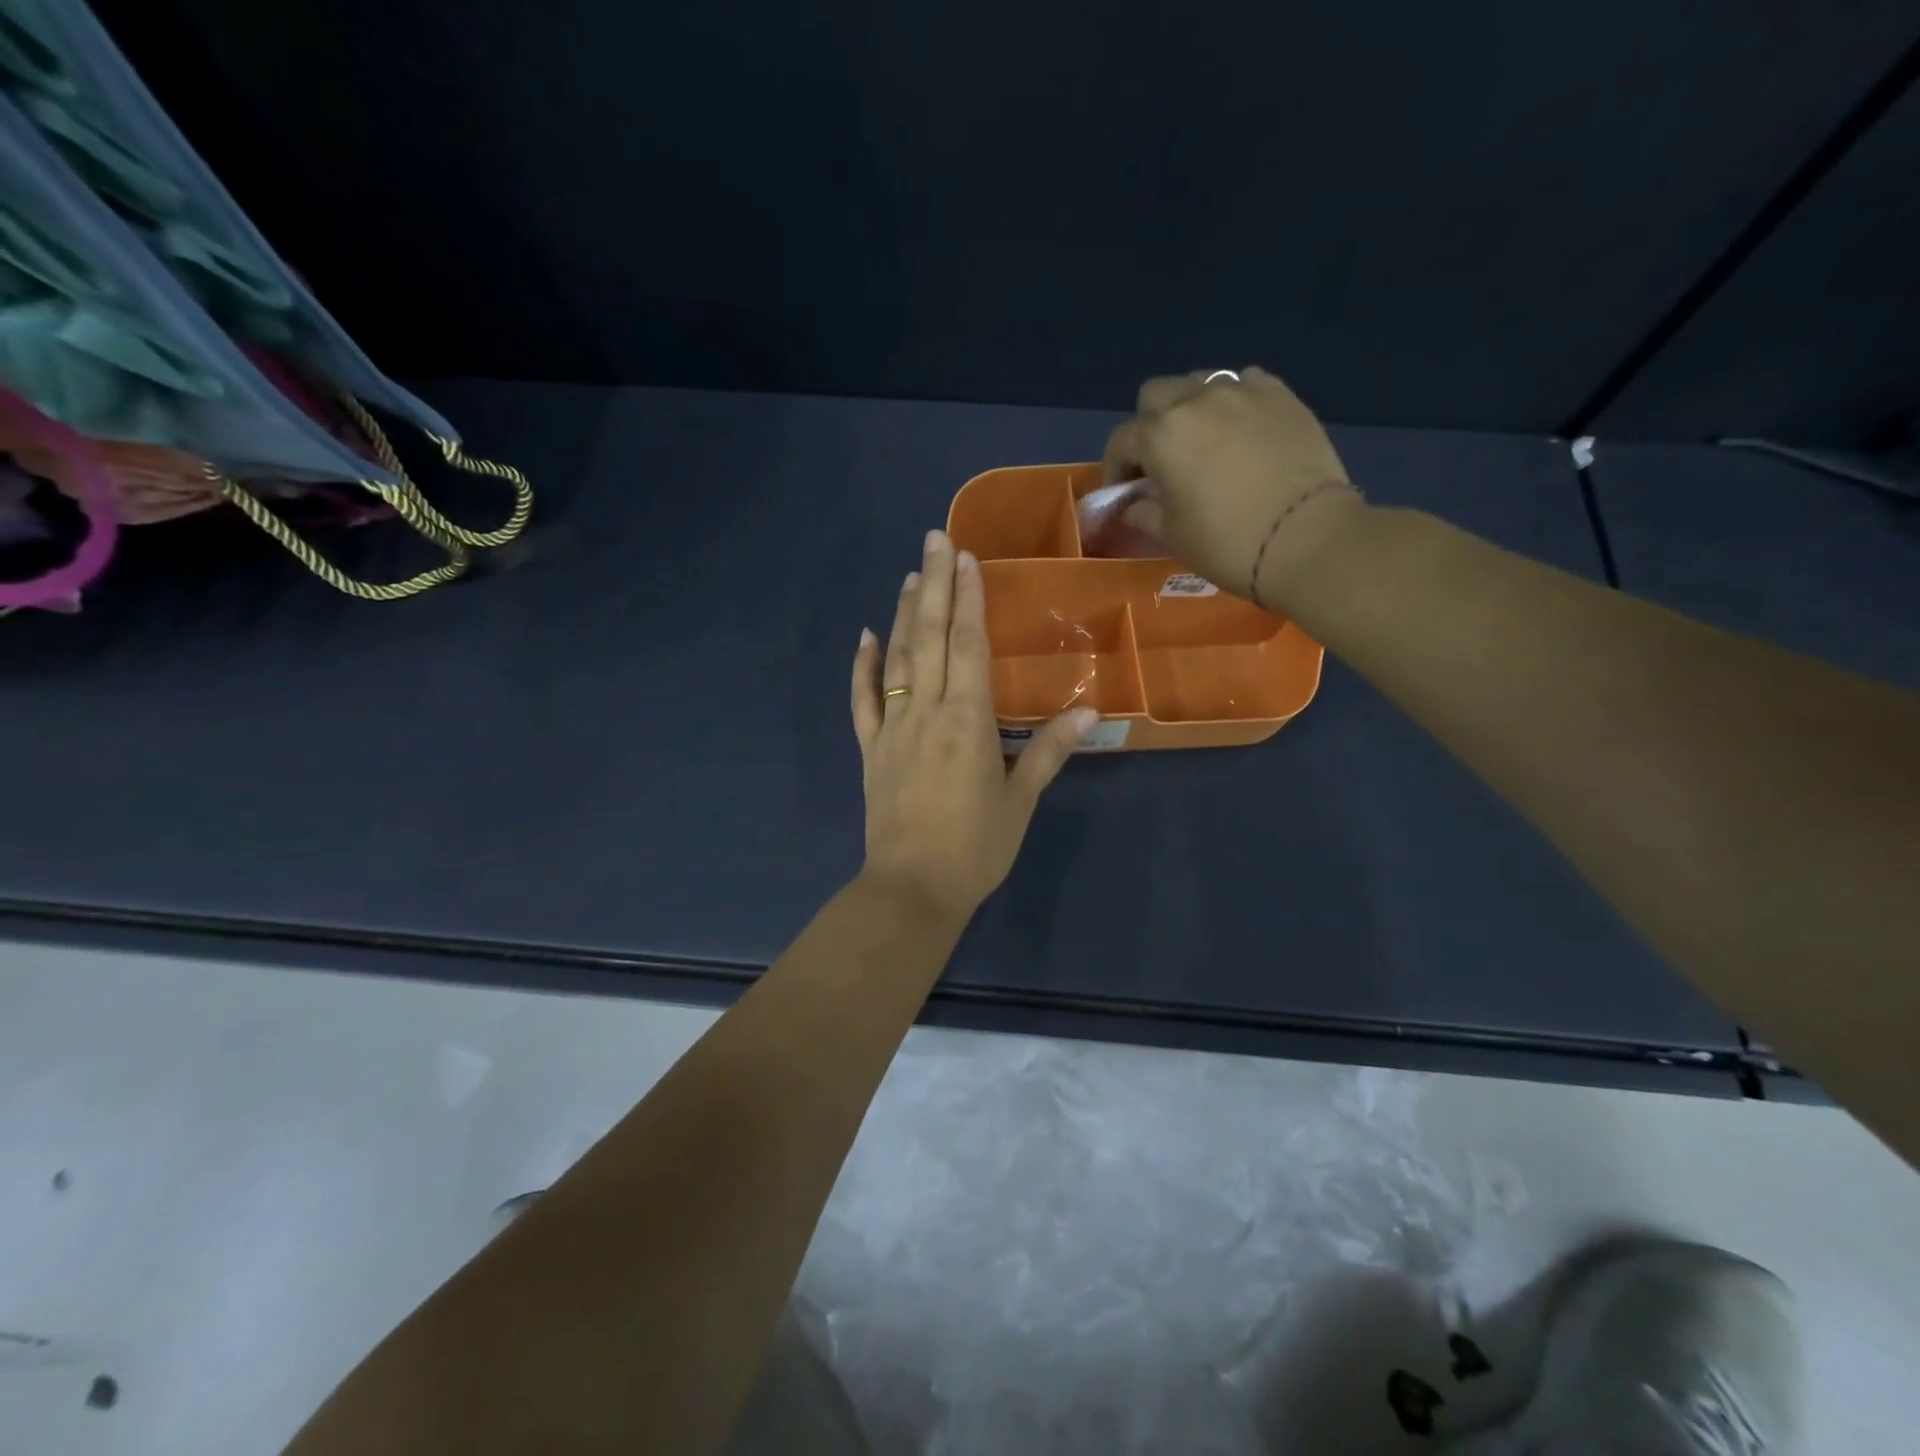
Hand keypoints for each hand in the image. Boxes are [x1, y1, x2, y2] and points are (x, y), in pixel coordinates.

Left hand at [851, 530, 1094, 920]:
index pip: (968, 646)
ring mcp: (892, 728)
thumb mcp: (1021, 800)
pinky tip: (866, 637)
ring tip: (908, 576)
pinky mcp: (870, 749)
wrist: (913, 888)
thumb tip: (1091, 711)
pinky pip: (863, 699)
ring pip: (896, 659)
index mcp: (968, 721)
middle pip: (929, 638)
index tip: (965, 559)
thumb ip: (1049, 751)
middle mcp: (927, 713)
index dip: (968, 599)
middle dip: (933, 585)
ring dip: (902, 614)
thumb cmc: (976, 847)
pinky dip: (863, 666)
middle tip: (933, 540)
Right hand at [1103, 368, 1364, 609]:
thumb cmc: (1226, 543)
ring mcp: (1243, 392)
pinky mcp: (1282, 396)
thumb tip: (1133, 505)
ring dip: (1190, 408)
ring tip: (1203, 442)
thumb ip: (1144, 513)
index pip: (1122, 440)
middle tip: (1160, 460)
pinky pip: (1246, 384)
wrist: (1306, 538)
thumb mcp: (1172, 536)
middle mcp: (1196, 401)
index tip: (1123, 492)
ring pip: (1200, 383)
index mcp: (1161, 436)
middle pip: (1156, 394)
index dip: (1116, 467)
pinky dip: (1235, 403)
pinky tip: (1242, 431)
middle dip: (1149, 424)